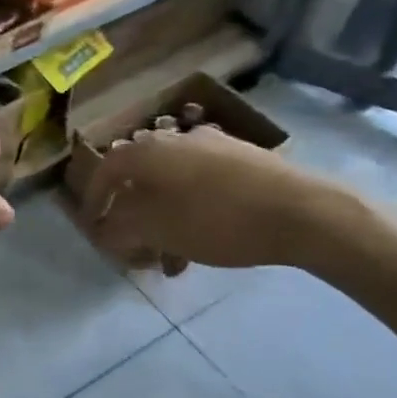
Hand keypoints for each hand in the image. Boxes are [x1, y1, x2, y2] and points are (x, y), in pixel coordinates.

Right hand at [83, 124, 348, 272]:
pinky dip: (192, 212)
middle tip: (136, 247)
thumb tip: (106, 228)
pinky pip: (202, 186)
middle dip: (133, 216)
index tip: (94, 228)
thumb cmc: (216, 219)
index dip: (93, 201)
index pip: (105, 171)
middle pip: (140, 179)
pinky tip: (206, 242)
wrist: (303, 211)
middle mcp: (174, 139)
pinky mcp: (244, 160)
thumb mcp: (156, 229)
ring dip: (164, 219)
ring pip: (173, 186)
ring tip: (174, 258)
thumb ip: (120, 228)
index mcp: (147, 151)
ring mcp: (212, 146)